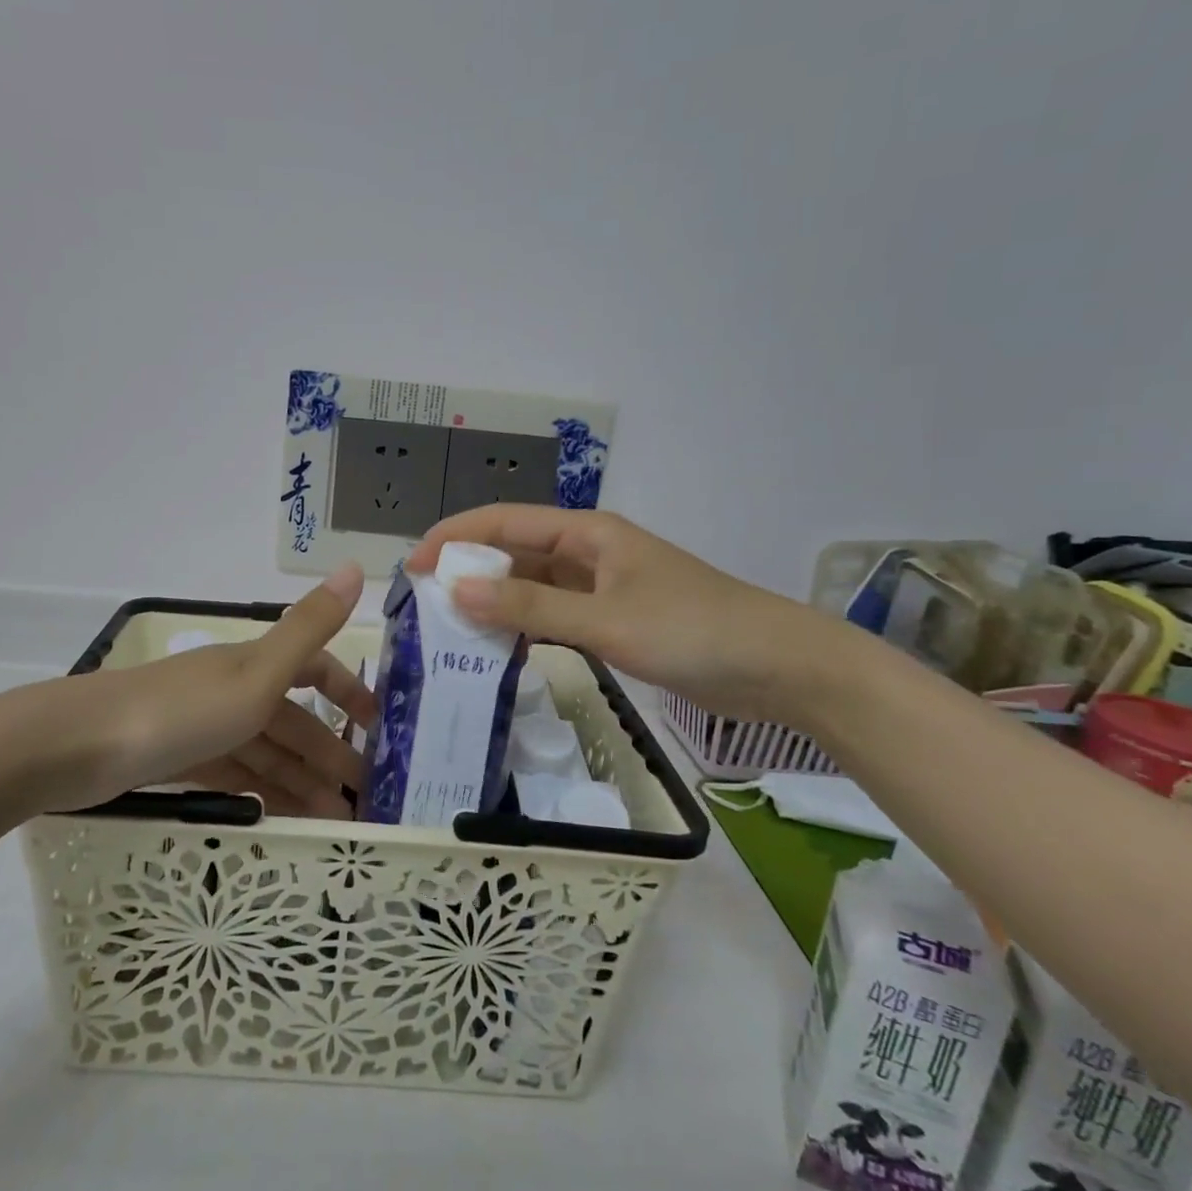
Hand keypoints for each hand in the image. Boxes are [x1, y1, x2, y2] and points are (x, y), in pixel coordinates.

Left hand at [0, 564, 376, 816]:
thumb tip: (355, 565)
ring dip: (301, 780)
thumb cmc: (180, 711)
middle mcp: (232, 689)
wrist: (77, 747)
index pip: (314, 669)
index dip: (348, 690)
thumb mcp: (256, 673)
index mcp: (254, 665)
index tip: (378, 726)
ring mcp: (204, 726)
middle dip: (329, 752)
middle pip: (293, 719)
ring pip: (266, 752)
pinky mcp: (178, 760)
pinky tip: (279, 817)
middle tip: (364, 798)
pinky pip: (234, 775)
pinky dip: (261, 792)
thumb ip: (309, 626)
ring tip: (333, 820)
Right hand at [406, 506, 848, 728]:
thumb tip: (456, 589)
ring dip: (494, 601)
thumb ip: (530, 608)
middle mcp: (589, 552)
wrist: (780, 668)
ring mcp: (602, 587)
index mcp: (587, 533)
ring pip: (532, 586)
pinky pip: (554, 615)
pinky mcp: (614, 620)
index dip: (454, 538)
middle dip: (468, 571)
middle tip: (423, 604)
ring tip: (448, 627)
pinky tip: (498, 646)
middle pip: (514, 552)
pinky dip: (523, 626)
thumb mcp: (605, 620)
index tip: (411, 566)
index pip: (504, 522)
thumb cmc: (693, 631)